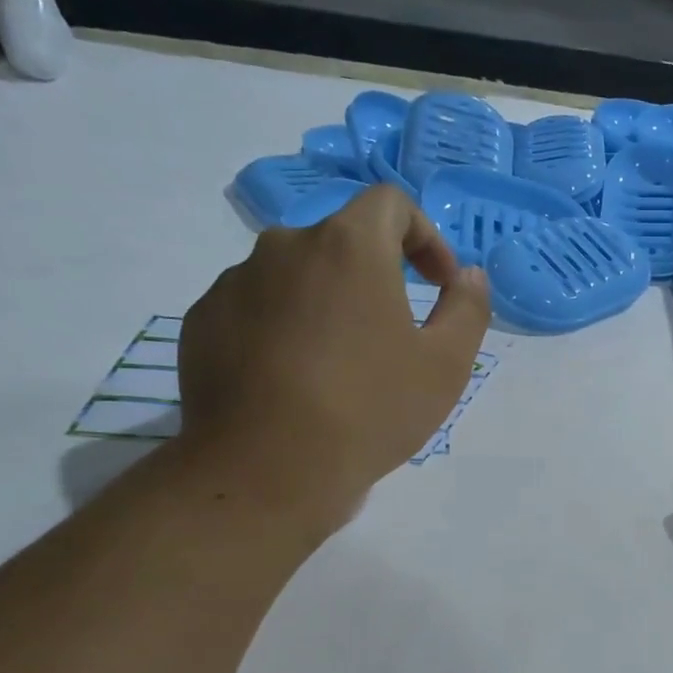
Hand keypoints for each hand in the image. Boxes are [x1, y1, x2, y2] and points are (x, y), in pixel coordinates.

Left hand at [175, 186, 490, 543]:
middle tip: (396, 335)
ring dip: (329, 303)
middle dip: (377, 276)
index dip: (425, 236)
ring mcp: (235, 283)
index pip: (391, 203)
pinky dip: (286, 328)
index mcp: (349, 247)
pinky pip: (258, 308)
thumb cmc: (371, 409)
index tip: (439, 284)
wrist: (267, 470)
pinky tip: (298, 381)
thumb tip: (469, 276)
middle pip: (342, 242)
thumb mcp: (446, 365)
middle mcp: (285, 247)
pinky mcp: (203, 321)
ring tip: (343, 365)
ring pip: (297, 276)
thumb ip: (468, 308)